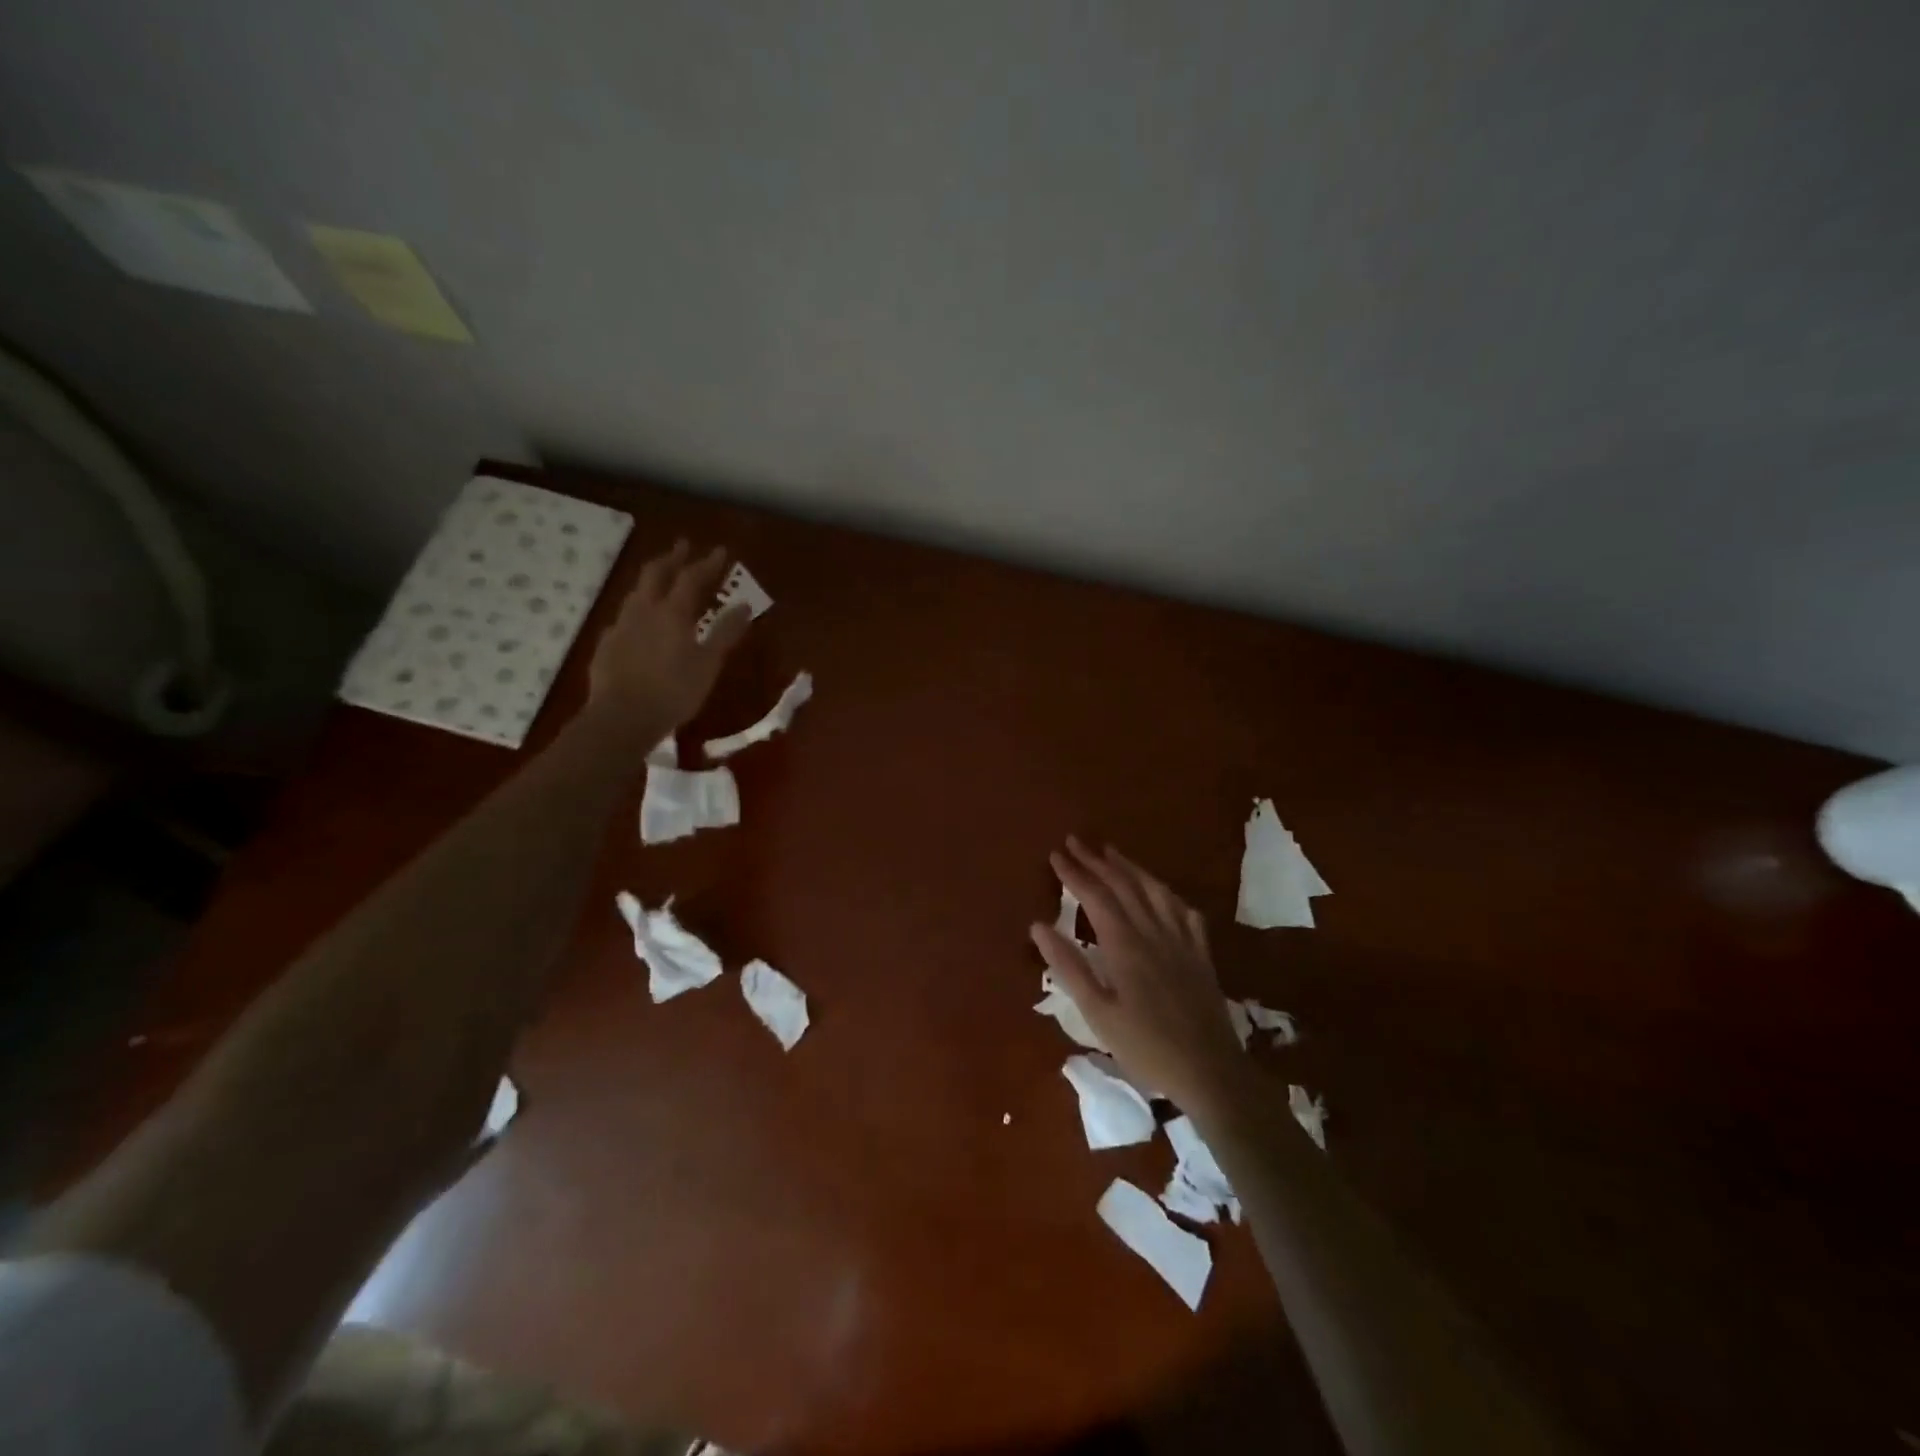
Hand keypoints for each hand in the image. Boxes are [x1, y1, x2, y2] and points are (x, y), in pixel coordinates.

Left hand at [587, 540, 751, 731]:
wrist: (621, 718)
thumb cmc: (674, 692)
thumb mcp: (708, 664)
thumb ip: (726, 632)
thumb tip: (745, 605)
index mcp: (671, 612)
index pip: (691, 577)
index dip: (707, 563)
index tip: (721, 551)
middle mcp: (643, 610)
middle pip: (656, 573)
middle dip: (672, 557)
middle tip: (683, 546)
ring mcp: (620, 626)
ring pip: (636, 592)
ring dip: (652, 580)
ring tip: (661, 578)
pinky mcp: (606, 645)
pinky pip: (624, 617)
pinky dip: (638, 609)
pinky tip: (640, 621)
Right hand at [1031, 838, 1247, 1112]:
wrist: (1210, 1070)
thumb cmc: (1145, 1046)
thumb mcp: (1097, 1013)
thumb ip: (1069, 967)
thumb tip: (1038, 926)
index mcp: (1125, 945)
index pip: (1094, 896)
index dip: (1074, 874)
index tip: (1056, 854)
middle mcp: (1153, 932)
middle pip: (1123, 885)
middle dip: (1096, 861)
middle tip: (1075, 841)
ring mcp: (1181, 939)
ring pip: (1154, 890)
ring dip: (1130, 867)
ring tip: (1112, 852)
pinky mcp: (1201, 953)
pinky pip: (1184, 911)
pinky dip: (1167, 893)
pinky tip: (1162, 892)